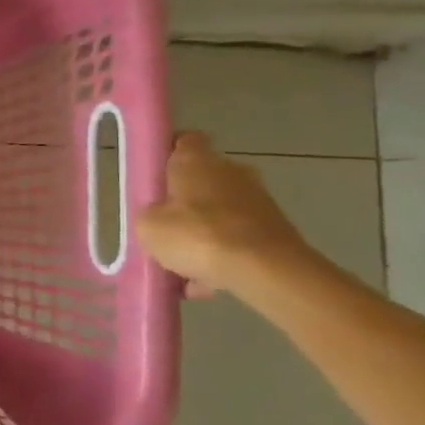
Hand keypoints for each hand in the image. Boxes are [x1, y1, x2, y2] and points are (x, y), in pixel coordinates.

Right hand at [138, 131, 311, 297]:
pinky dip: (224, 256)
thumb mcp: (147, 226)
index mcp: (196, 160)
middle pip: (202, 179)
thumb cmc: (196, 235)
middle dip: (185, 201)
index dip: (168, 153)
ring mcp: (258, 200)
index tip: (154, 174)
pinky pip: (238, 239)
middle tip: (165, 225)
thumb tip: (158, 218)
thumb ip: (148, 216)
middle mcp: (231, 171)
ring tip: (184, 267)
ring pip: (220, 213)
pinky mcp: (276, 230)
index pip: (183, 141)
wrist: (266, 270)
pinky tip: (207, 284)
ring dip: (204, 233)